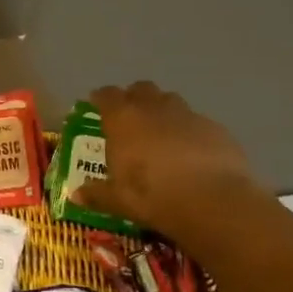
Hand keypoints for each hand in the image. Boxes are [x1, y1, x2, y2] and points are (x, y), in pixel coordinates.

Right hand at [77, 82, 263, 238]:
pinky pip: (197, 122)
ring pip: (171, 101)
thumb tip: (75, 195)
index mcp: (123, 119)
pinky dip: (190, 131)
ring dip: (163, 110)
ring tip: (161, 133)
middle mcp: (153, 109)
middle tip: (130, 117)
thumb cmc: (153, 196)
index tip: (96, 106)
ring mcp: (188, 116)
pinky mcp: (217, 129)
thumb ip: (96, 193)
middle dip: (134, 98)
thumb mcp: (118, 200)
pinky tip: (192, 152)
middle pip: (141, 89)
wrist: (214, 202)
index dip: (100, 98)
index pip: (106, 95)